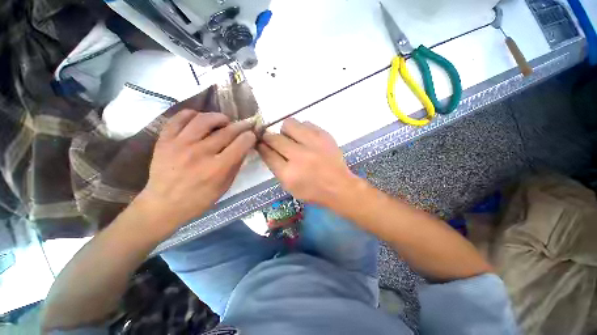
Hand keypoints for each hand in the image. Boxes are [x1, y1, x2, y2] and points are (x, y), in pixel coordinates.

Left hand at [138, 110, 255, 225]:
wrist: (164, 204)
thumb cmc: (200, 199)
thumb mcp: (225, 186)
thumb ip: (236, 165)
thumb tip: (244, 147)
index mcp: (218, 168)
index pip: (241, 143)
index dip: (250, 137)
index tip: (252, 135)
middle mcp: (201, 153)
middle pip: (227, 131)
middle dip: (241, 126)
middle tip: (245, 125)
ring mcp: (180, 144)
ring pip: (204, 119)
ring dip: (219, 117)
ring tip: (223, 121)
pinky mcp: (165, 140)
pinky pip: (179, 118)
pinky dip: (192, 114)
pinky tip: (199, 119)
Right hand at [257, 118, 358, 206]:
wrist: (339, 186)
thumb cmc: (312, 190)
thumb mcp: (289, 186)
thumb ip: (276, 167)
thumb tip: (267, 149)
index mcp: (288, 174)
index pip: (267, 153)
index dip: (261, 146)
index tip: (259, 142)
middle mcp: (299, 156)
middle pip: (274, 138)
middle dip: (268, 137)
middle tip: (271, 139)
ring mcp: (313, 144)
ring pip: (289, 124)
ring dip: (285, 131)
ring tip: (291, 138)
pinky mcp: (324, 136)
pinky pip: (306, 123)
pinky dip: (302, 129)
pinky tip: (305, 138)